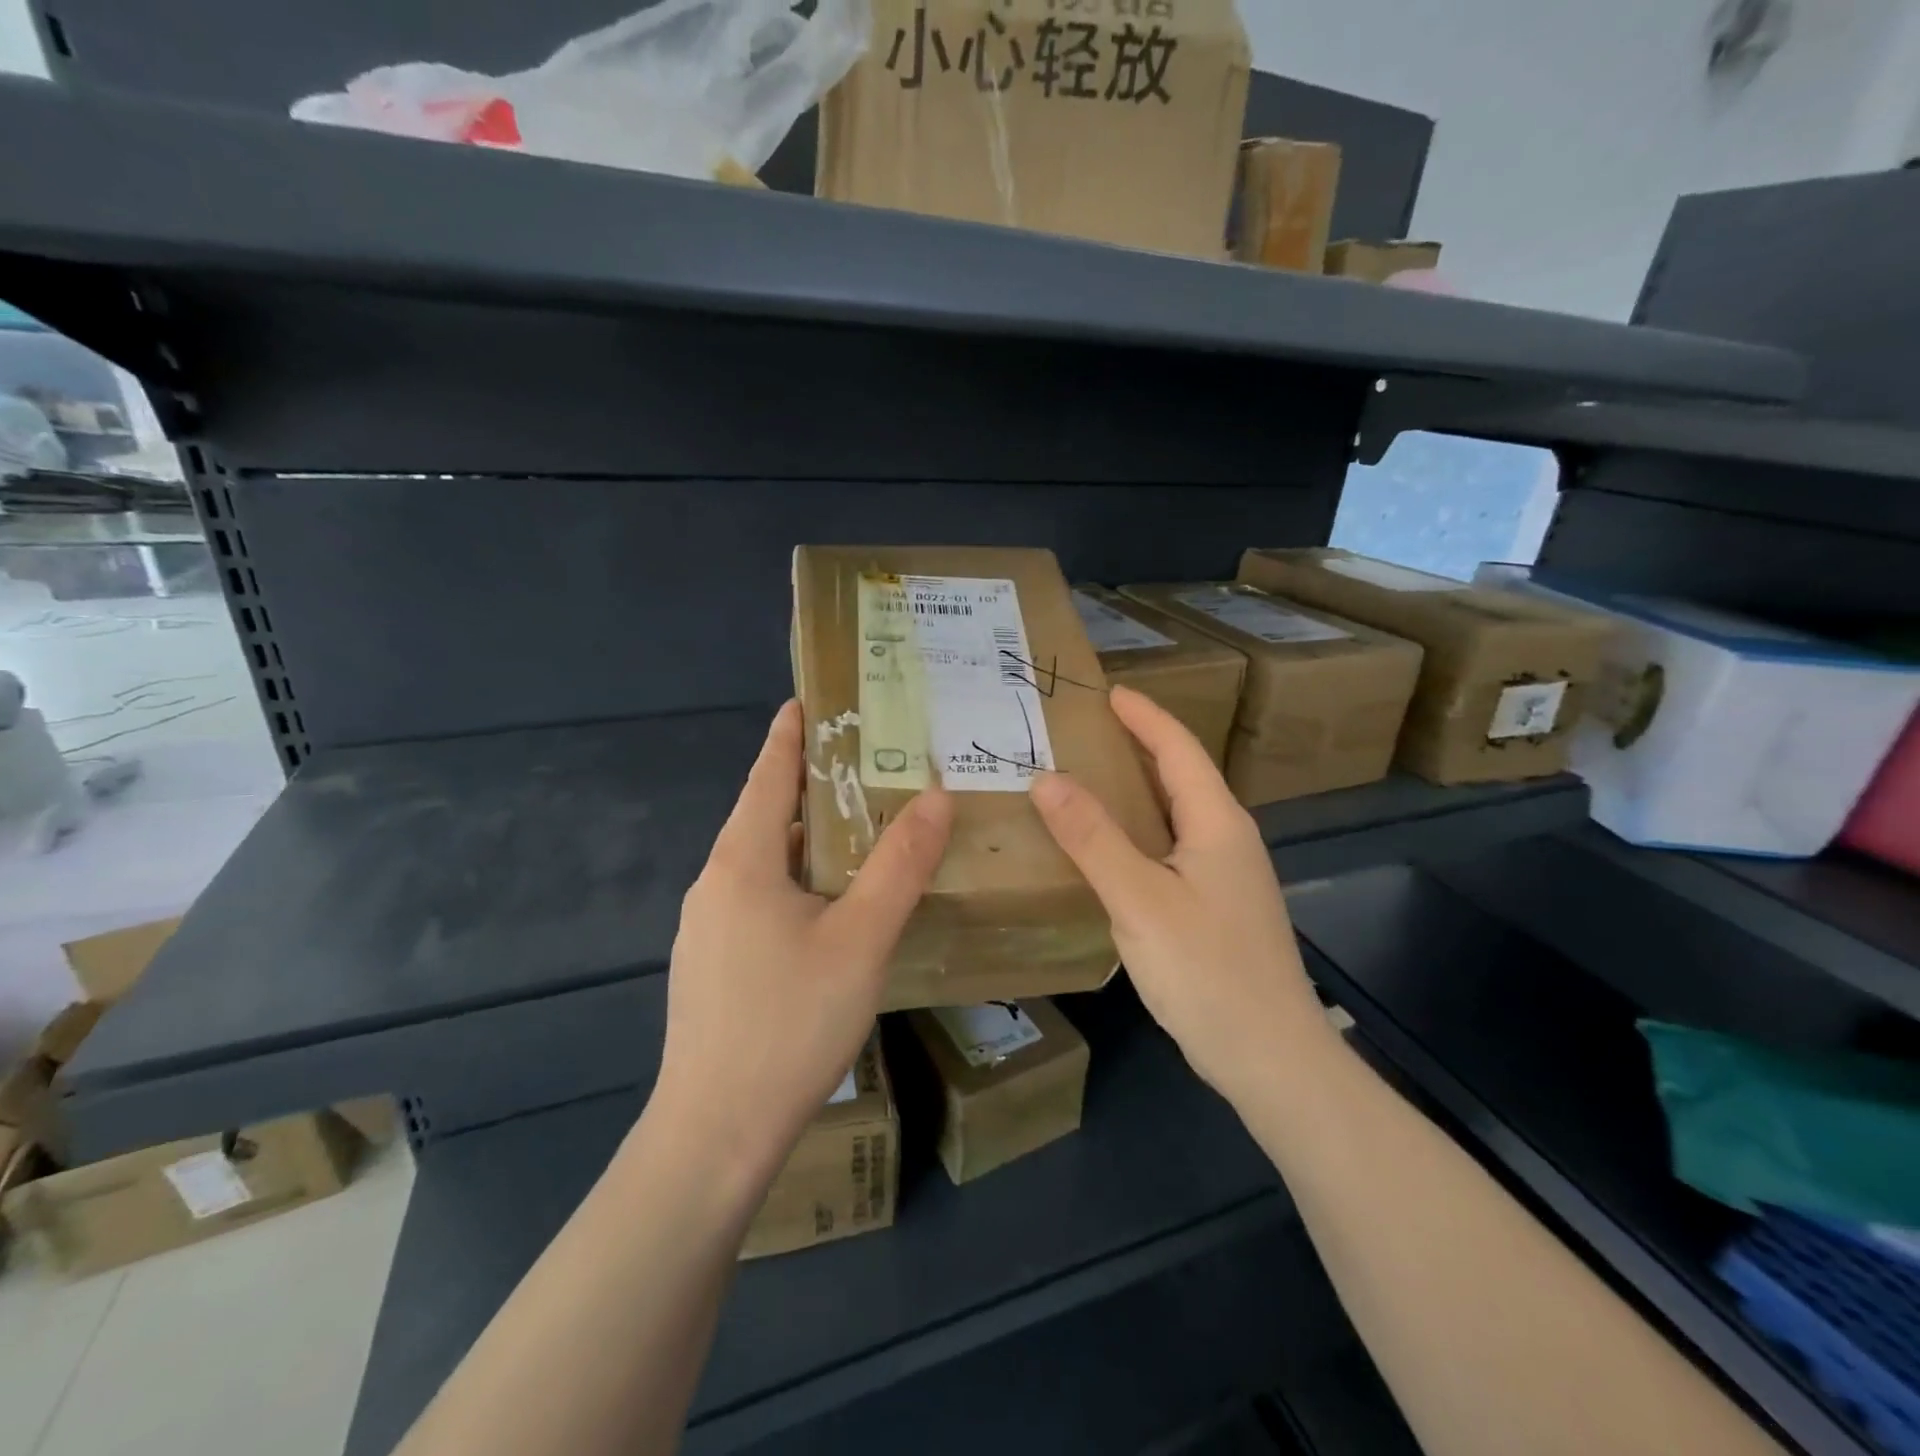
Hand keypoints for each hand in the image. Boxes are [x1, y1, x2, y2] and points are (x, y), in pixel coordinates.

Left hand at [653, 700, 952, 1181]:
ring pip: (763, 862)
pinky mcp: (712, 965)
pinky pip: (757, 898)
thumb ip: (899, 866)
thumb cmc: (790, 1024)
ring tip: (858, 830)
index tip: (807, 699)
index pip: (767, 776)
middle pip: (765, 816)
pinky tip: (828, 908)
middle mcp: (715, 884)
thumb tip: (934, 796)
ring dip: (806, 838)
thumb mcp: (861, 940)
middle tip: (865, 765)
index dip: (789, 734)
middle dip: (810, 785)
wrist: (714, 1134)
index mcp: (742, 862)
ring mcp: (707, 928)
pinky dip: (795, 880)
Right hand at [1028, 685, 1329, 1097]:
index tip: (1106, 692)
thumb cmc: (1209, 970)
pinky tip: (1106, 849)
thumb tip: (1046, 779)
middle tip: (1083, 732)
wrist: (1271, 1057)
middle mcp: (1226, 839)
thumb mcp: (1140, 900)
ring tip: (1085, 780)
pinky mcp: (1214, 907)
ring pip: (1174, 814)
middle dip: (1137, 746)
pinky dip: (1136, 831)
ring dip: (1134, 790)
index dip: (1144, 716)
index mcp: (1217, 822)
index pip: (1179, 749)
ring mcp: (1224, 876)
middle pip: (1179, 776)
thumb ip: (1093, 838)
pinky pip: (1169, 849)